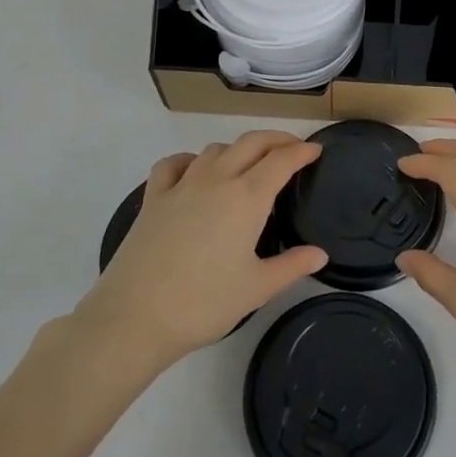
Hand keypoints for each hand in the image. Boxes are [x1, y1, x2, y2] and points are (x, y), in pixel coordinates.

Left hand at [72, 131, 327, 369]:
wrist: (135, 317)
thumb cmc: (204, 303)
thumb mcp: (257, 288)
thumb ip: (292, 266)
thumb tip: (320, 254)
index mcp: (246, 198)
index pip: (281, 160)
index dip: (302, 151)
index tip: (316, 151)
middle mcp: (216, 180)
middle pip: (250, 143)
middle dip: (276, 139)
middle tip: (293, 148)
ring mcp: (181, 186)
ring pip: (215, 149)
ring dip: (238, 149)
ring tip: (249, 164)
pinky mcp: (153, 198)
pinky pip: (173, 164)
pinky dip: (190, 160)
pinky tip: (194, 171)